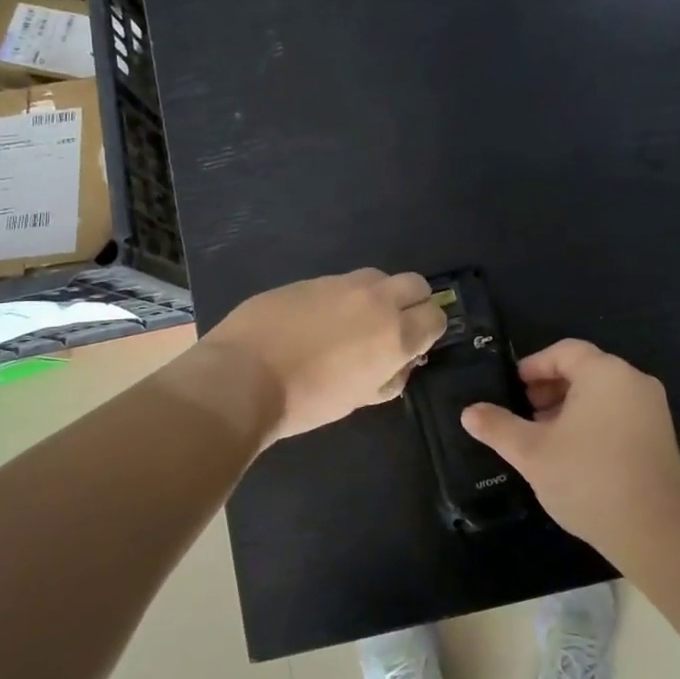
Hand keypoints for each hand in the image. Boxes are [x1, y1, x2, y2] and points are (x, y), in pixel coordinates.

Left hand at [203, 269, 446, 443]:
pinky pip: (340, 283)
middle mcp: (376, 299)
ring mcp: (341, 283)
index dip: (428, 331)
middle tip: (391, 328)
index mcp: (395, 333)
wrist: (243, 376)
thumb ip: (389, 377)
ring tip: (352, 323)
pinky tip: (316, 321)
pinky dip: (341, 297)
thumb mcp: (359, 399)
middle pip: (415, 284)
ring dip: (377, 296)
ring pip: (377, 278)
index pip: (436, 316)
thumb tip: (399, 364)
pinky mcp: (310, 279)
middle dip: (412, 303)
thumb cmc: (307, 400)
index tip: (413, 346)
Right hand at [460, 339, 679, 551]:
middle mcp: (633, 381)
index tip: (512, 388)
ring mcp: (652, 409)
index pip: (564, 351)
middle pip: (584, 369)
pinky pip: (619, 413)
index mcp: (605, 373)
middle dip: (549, 388)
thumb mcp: (532, 452)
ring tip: (543, 437)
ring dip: (568, 407)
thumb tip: (469, 412)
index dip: (533, 365)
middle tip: (523, 413)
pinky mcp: (660, 436)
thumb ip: (498, 427)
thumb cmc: (588, 479)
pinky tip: (573, 454)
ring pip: (601, 394)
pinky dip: (592, 421)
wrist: (656, 532)